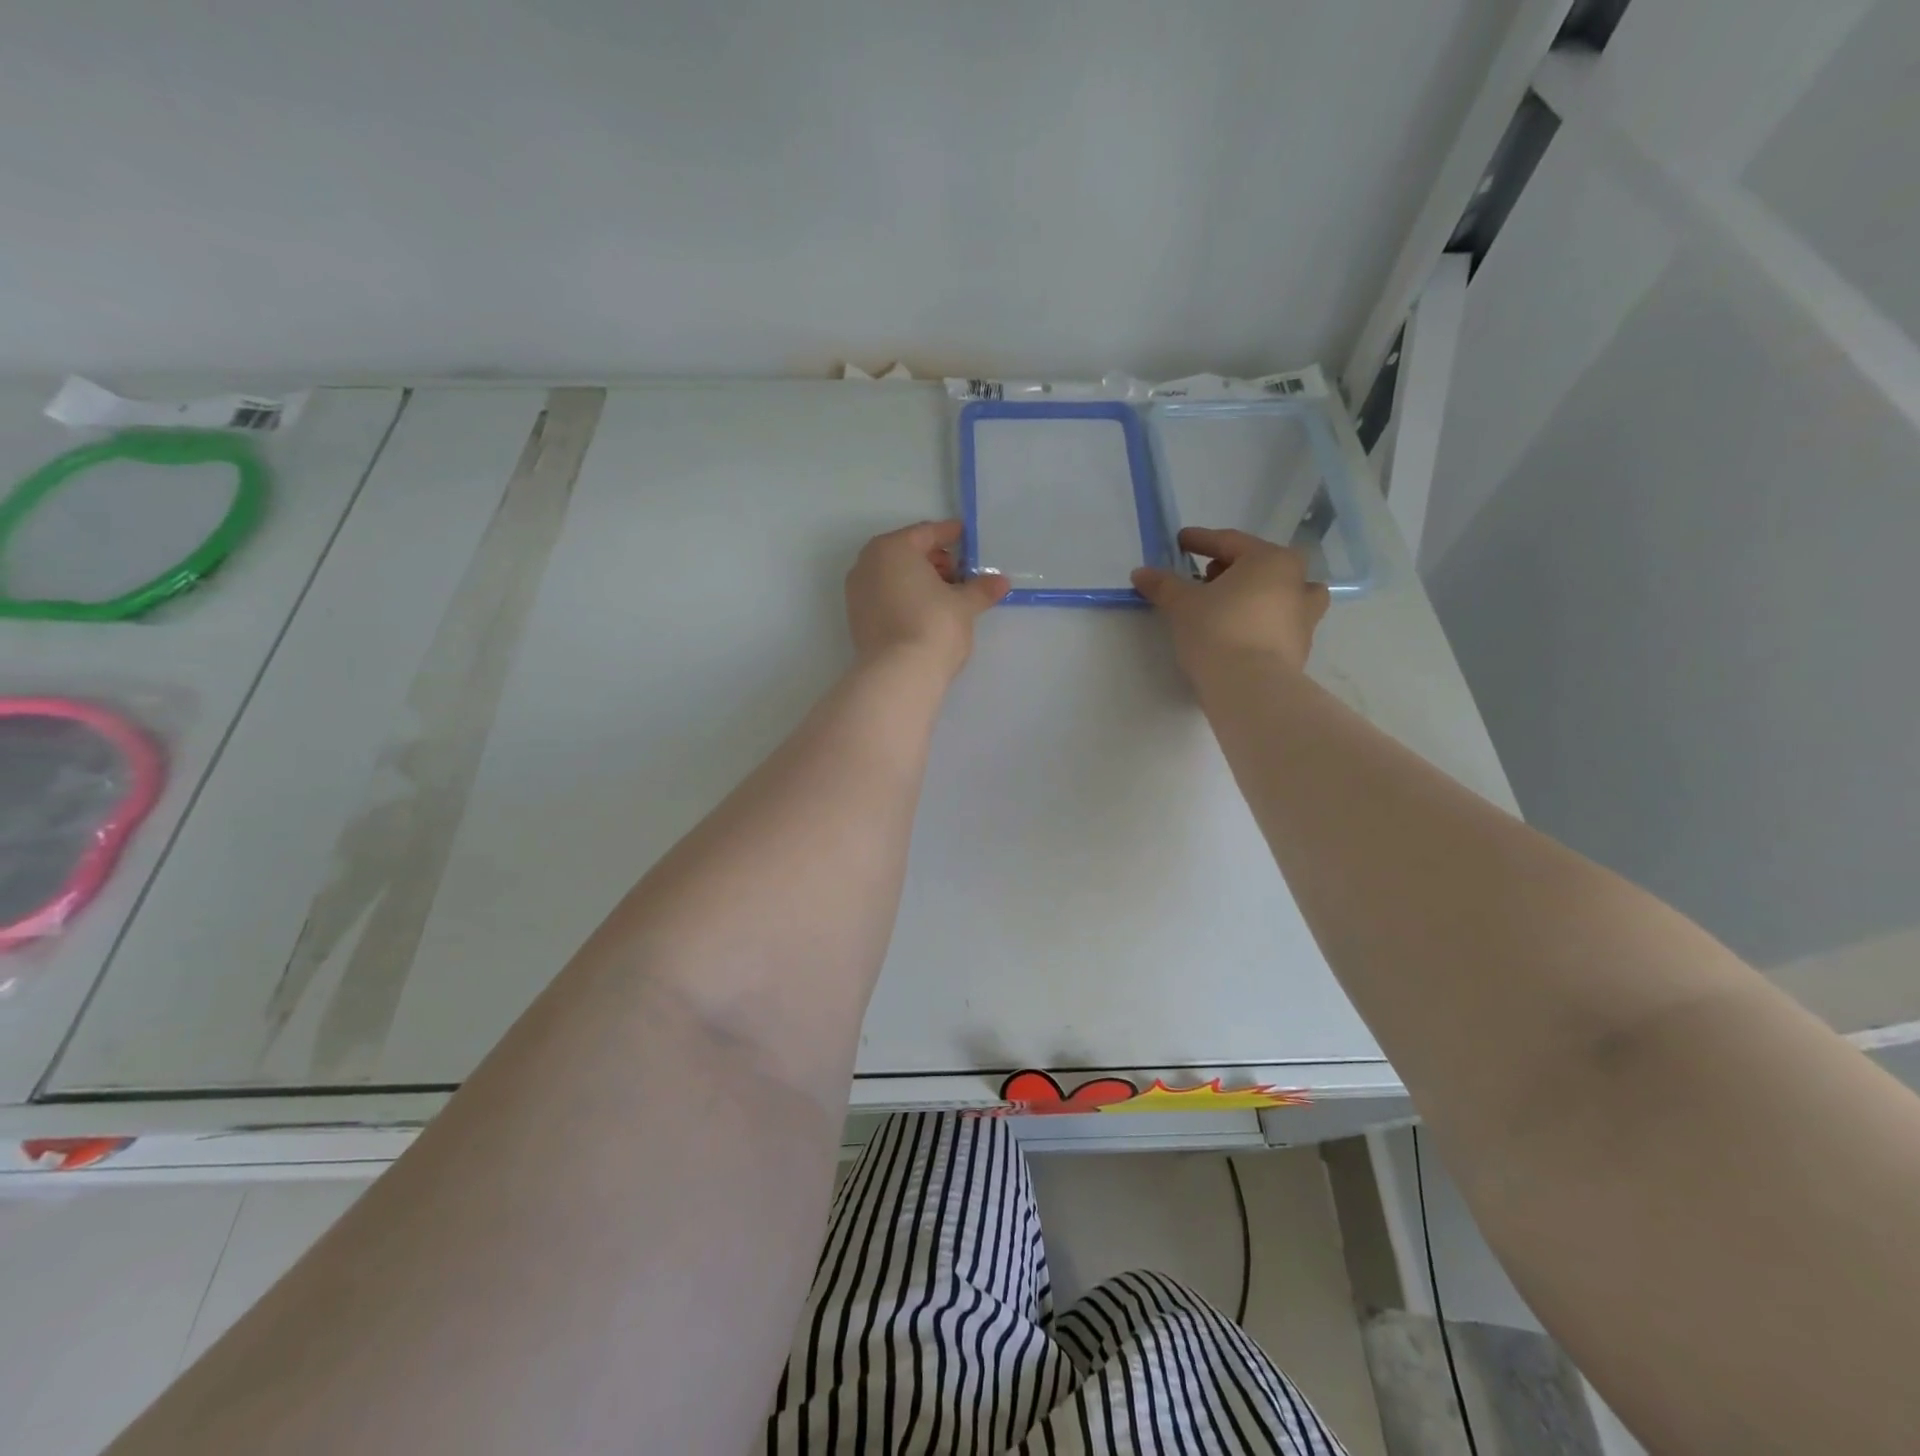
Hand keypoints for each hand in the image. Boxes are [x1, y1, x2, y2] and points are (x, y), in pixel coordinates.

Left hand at [845, 520, 1010, 681]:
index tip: (964, 536)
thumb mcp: (964, 605)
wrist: (898, 674)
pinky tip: (925, 612)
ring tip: (947, 596)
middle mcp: (868, 563)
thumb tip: (1000, 582)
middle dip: (934, 560)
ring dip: (919, 580)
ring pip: (894, 576)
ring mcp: (857, 592)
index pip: (925, 533)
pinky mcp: (856, 618)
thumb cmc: (933, 625)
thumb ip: (981, 589)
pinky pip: (885, 596)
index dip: (949, 534)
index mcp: (892, 548)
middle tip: (960, 574)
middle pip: (906, 553)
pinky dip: (904, 597)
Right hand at [1132, 527, 1329, 678]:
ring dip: (1256, 594)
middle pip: (1260, 566)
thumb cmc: (1218, 630)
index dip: (1201, 541)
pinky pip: (1278, 623)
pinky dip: (1261, 621)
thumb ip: (1163, 584)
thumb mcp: (1182, 604)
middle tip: (1203, 577)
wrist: (1250, 688)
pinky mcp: (1299, 648)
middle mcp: (1296, 582)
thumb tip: (1141, 573)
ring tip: (1230, 605)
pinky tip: (1238, 633)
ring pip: (1279, 594)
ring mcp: (1304, 617)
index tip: (1181, 541)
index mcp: (1271, 560)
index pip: (1230, 542)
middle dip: (1230, 568)